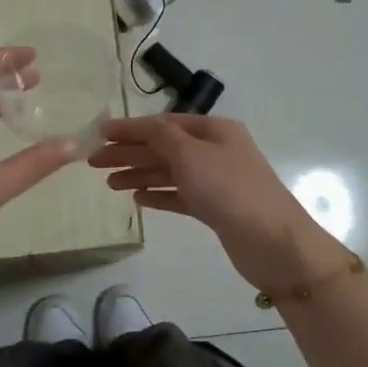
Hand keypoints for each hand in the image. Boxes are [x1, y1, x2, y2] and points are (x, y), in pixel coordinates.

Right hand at [88, 115, 341, 292]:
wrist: (273, 242)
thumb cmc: (229, 190)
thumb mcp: (190, 154)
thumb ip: (161, 137)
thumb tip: (140, 127)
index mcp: (213, 130)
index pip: (163, 124)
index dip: (130, 128)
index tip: (99, 133)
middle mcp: (215, 151)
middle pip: (164, 147)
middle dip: (129, 153)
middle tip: (94, 162)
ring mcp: (216, 181)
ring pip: (169, 172)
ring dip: (139, 174)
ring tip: (109, 183)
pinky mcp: (215, 209)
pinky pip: (179, 195)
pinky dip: (158, 194)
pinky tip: (137, 199)